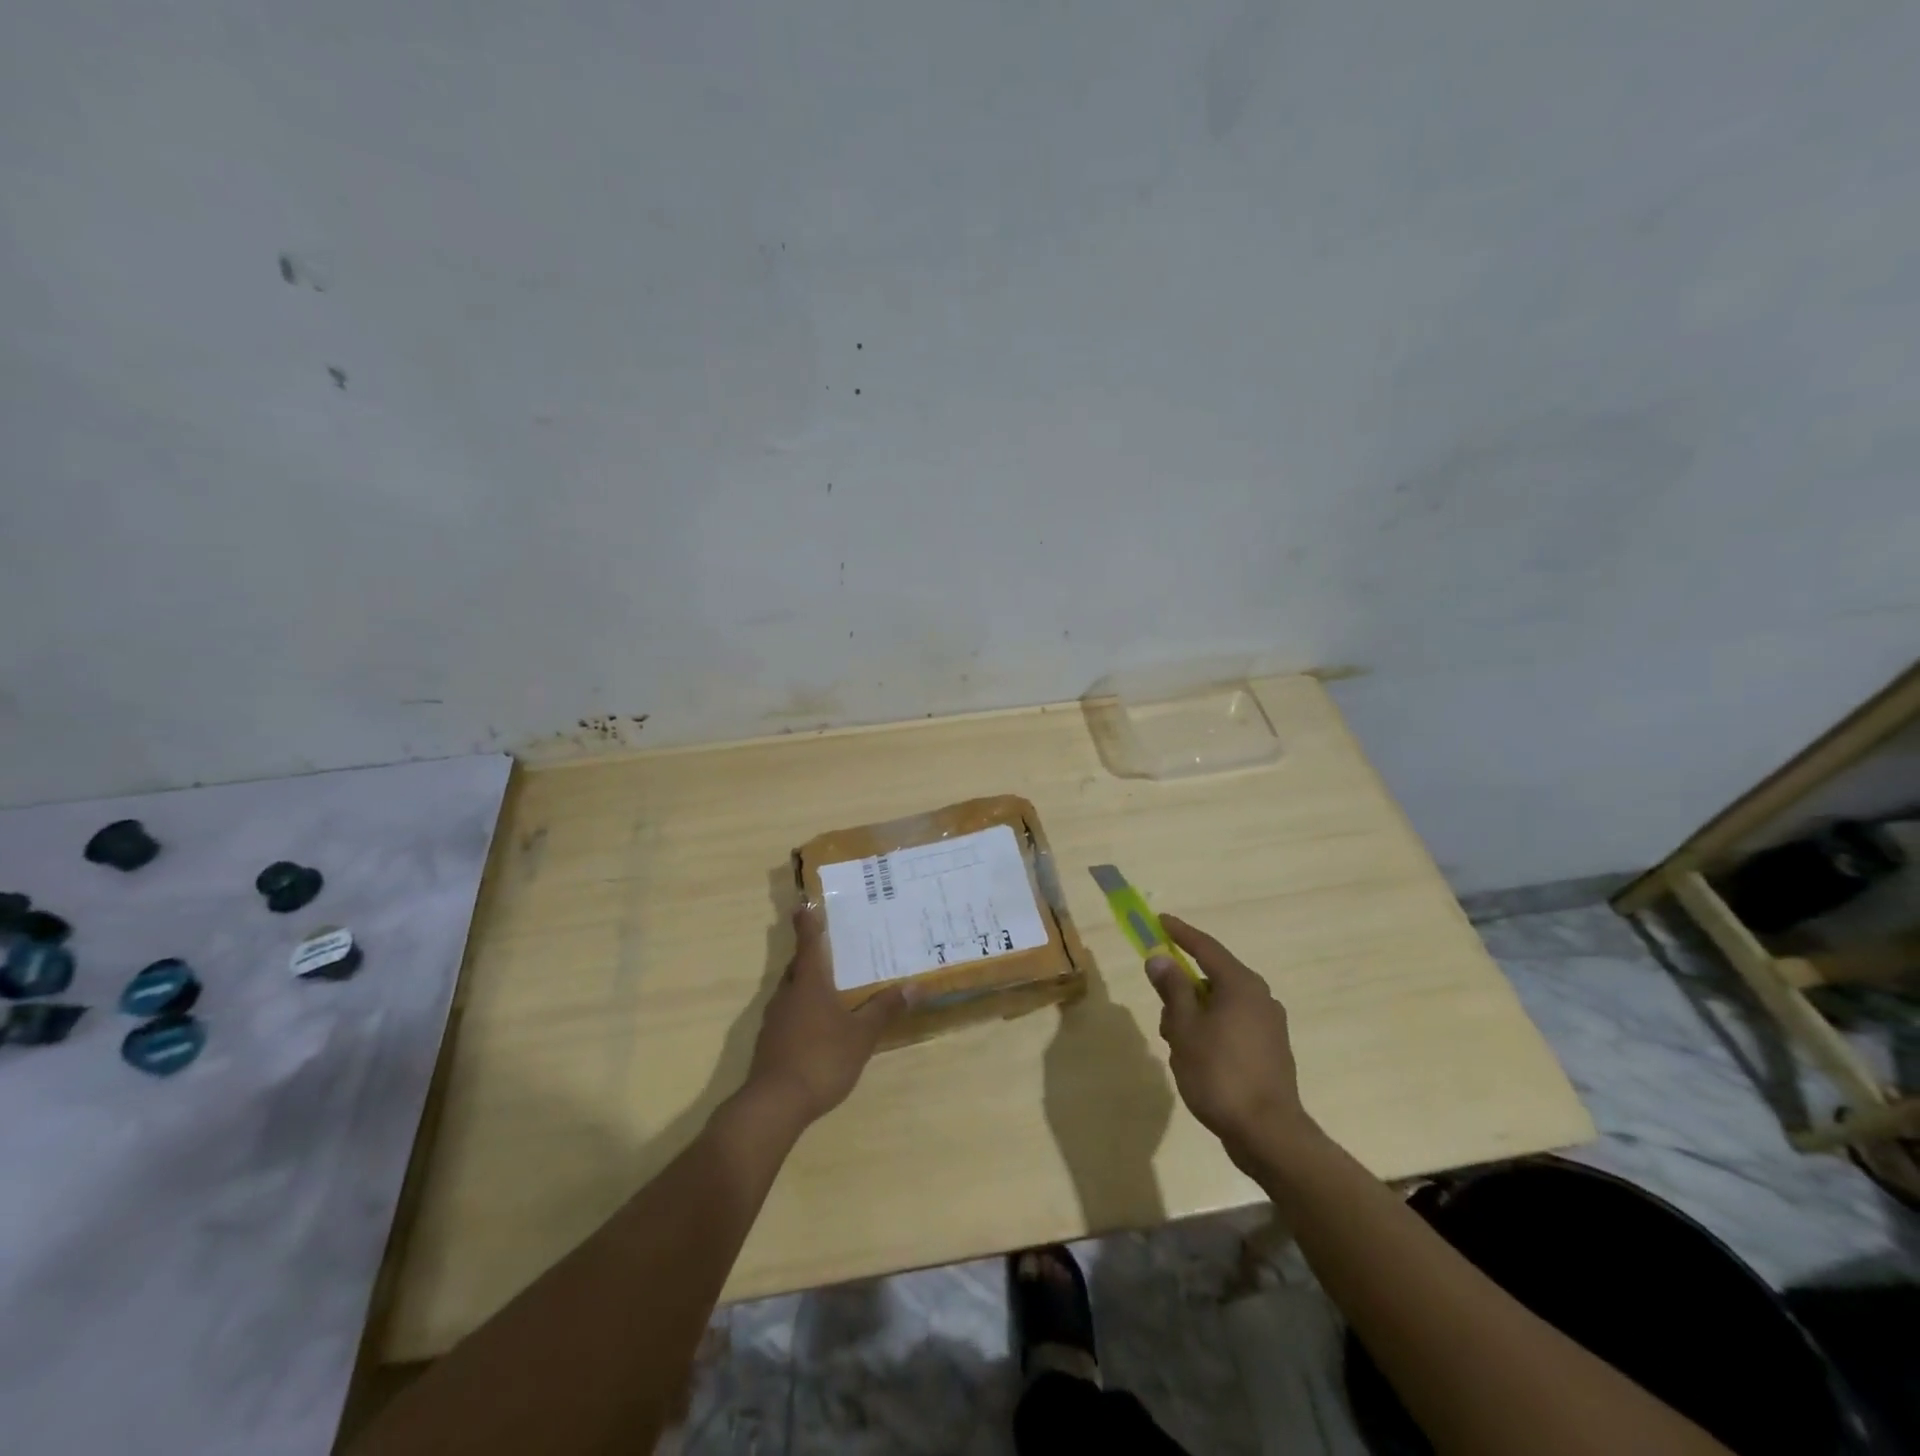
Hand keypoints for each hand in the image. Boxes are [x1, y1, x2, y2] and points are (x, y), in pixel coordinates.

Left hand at [741, 907, 906, 1128]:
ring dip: (808, 984)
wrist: (774, 1105)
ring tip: (832, 986)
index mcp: (808, 983)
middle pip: (798, 966)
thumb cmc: (821, 1059)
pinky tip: (819, 1025)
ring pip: (792, 991)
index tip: (803, 903)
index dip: (807, 923)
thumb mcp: (861, 1035)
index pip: (808, 943)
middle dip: (812, 955)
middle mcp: (787, 994)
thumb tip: (915, 986)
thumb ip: (885, 1009)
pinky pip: (789, 1014)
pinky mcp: (770, 1042)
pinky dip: (803, 1010)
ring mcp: (774, 1019)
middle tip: (833, 946)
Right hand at [1146, 915, 1319, 1170]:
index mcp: (1241, 985)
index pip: (1204, 947)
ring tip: (1177, 1049)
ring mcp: (1268, 1026)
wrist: (1268, 1135)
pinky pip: (1231, 1027)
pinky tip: (1196, 1062)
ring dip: (1193, 1017)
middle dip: (1181, 991)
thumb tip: (1160, 958)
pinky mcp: (1270, 1052)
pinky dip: (1210, 1033)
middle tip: (1163, 1013)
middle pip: (1210, 978)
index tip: (1158, 921)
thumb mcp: (1184, 1028)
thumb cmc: (1220, 1074)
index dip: (1179, 933)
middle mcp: (1260, 998)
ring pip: (1219, 1006)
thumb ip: (1172, 989)